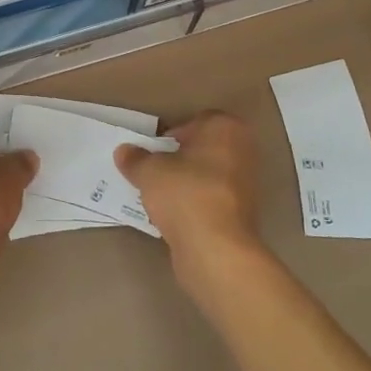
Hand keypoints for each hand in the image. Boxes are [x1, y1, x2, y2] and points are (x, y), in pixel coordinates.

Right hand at [116, 111, 267, 288]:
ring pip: (207, 175)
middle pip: (202, 149)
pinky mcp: (241, 214)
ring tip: (158, 195)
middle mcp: (243, 150)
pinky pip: (210, 200)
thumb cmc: (185, 193)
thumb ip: (135, 158)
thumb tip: (124, 152)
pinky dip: (194, 204)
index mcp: (225, 128)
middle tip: (153, 170)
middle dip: (178, 158)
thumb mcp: (149, 171)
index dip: (171, 134)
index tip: (153, 151)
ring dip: (185, 183)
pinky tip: (173, 216)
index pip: (195, 121)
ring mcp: (246, 184)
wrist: (215, 248)